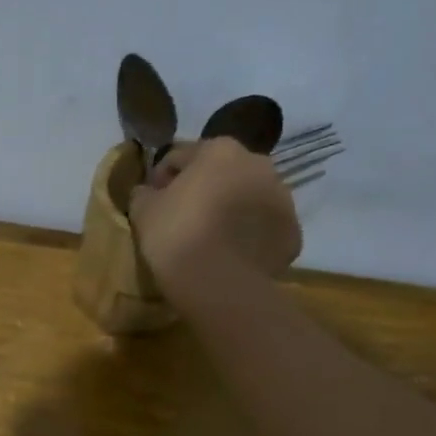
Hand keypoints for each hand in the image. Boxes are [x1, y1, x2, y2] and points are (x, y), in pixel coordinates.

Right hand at [127, 138, 302, 304]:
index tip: (152, 201)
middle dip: (203, 189)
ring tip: (209, 239)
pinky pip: (264, 228)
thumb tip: (148, 191)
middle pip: (221, 172)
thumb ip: (144, 192)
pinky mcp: (293, 233)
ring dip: (230, 209)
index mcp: (220, 150)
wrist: (220, 286)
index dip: (161, 178)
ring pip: (248, 198)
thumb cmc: (177, 236)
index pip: (180, 156)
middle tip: (182, 219)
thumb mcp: (142, 210)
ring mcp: (283, 199)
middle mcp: (259, 164)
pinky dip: (249, 236)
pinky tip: (230, 255)